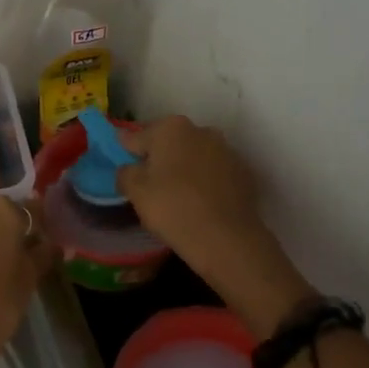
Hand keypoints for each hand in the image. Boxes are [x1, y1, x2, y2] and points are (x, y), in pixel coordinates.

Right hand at [117, 117, 314, 335]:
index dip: (128, 151)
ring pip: (195, 156)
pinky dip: (206, 182)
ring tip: (177, 196)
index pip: (138, 136)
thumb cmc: (173, 208)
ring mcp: (226, 150)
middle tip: (150, 184)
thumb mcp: (136, 191)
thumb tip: (129, 169)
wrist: (226, 239)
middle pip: (170, 142)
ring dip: (185, 168)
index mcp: (171, 128)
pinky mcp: (243, 172)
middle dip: (159, 158)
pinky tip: (201, 203)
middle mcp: (201, 130)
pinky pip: (215, 173)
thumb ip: (125, 173)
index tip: (125, 165)